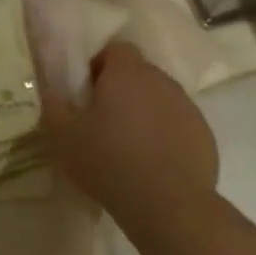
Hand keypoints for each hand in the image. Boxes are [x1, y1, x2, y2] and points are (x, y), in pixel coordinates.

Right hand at [40, 43, 218, 243]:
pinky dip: (164, 136)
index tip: (87, 93)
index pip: (116, 49)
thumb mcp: (62, 136)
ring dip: (144, 112)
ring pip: (159, 99)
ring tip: (128, 145)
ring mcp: (187, 108)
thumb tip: (52, 91)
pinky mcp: (204, 135)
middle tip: (102, 121)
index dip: (100, 66)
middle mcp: (162, 81)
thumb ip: (53, 106)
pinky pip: (178, 125)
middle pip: (139, 74)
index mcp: (127, 73)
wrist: (168, 205)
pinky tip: (152, 164)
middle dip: (121, 90)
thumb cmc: (108, 161)